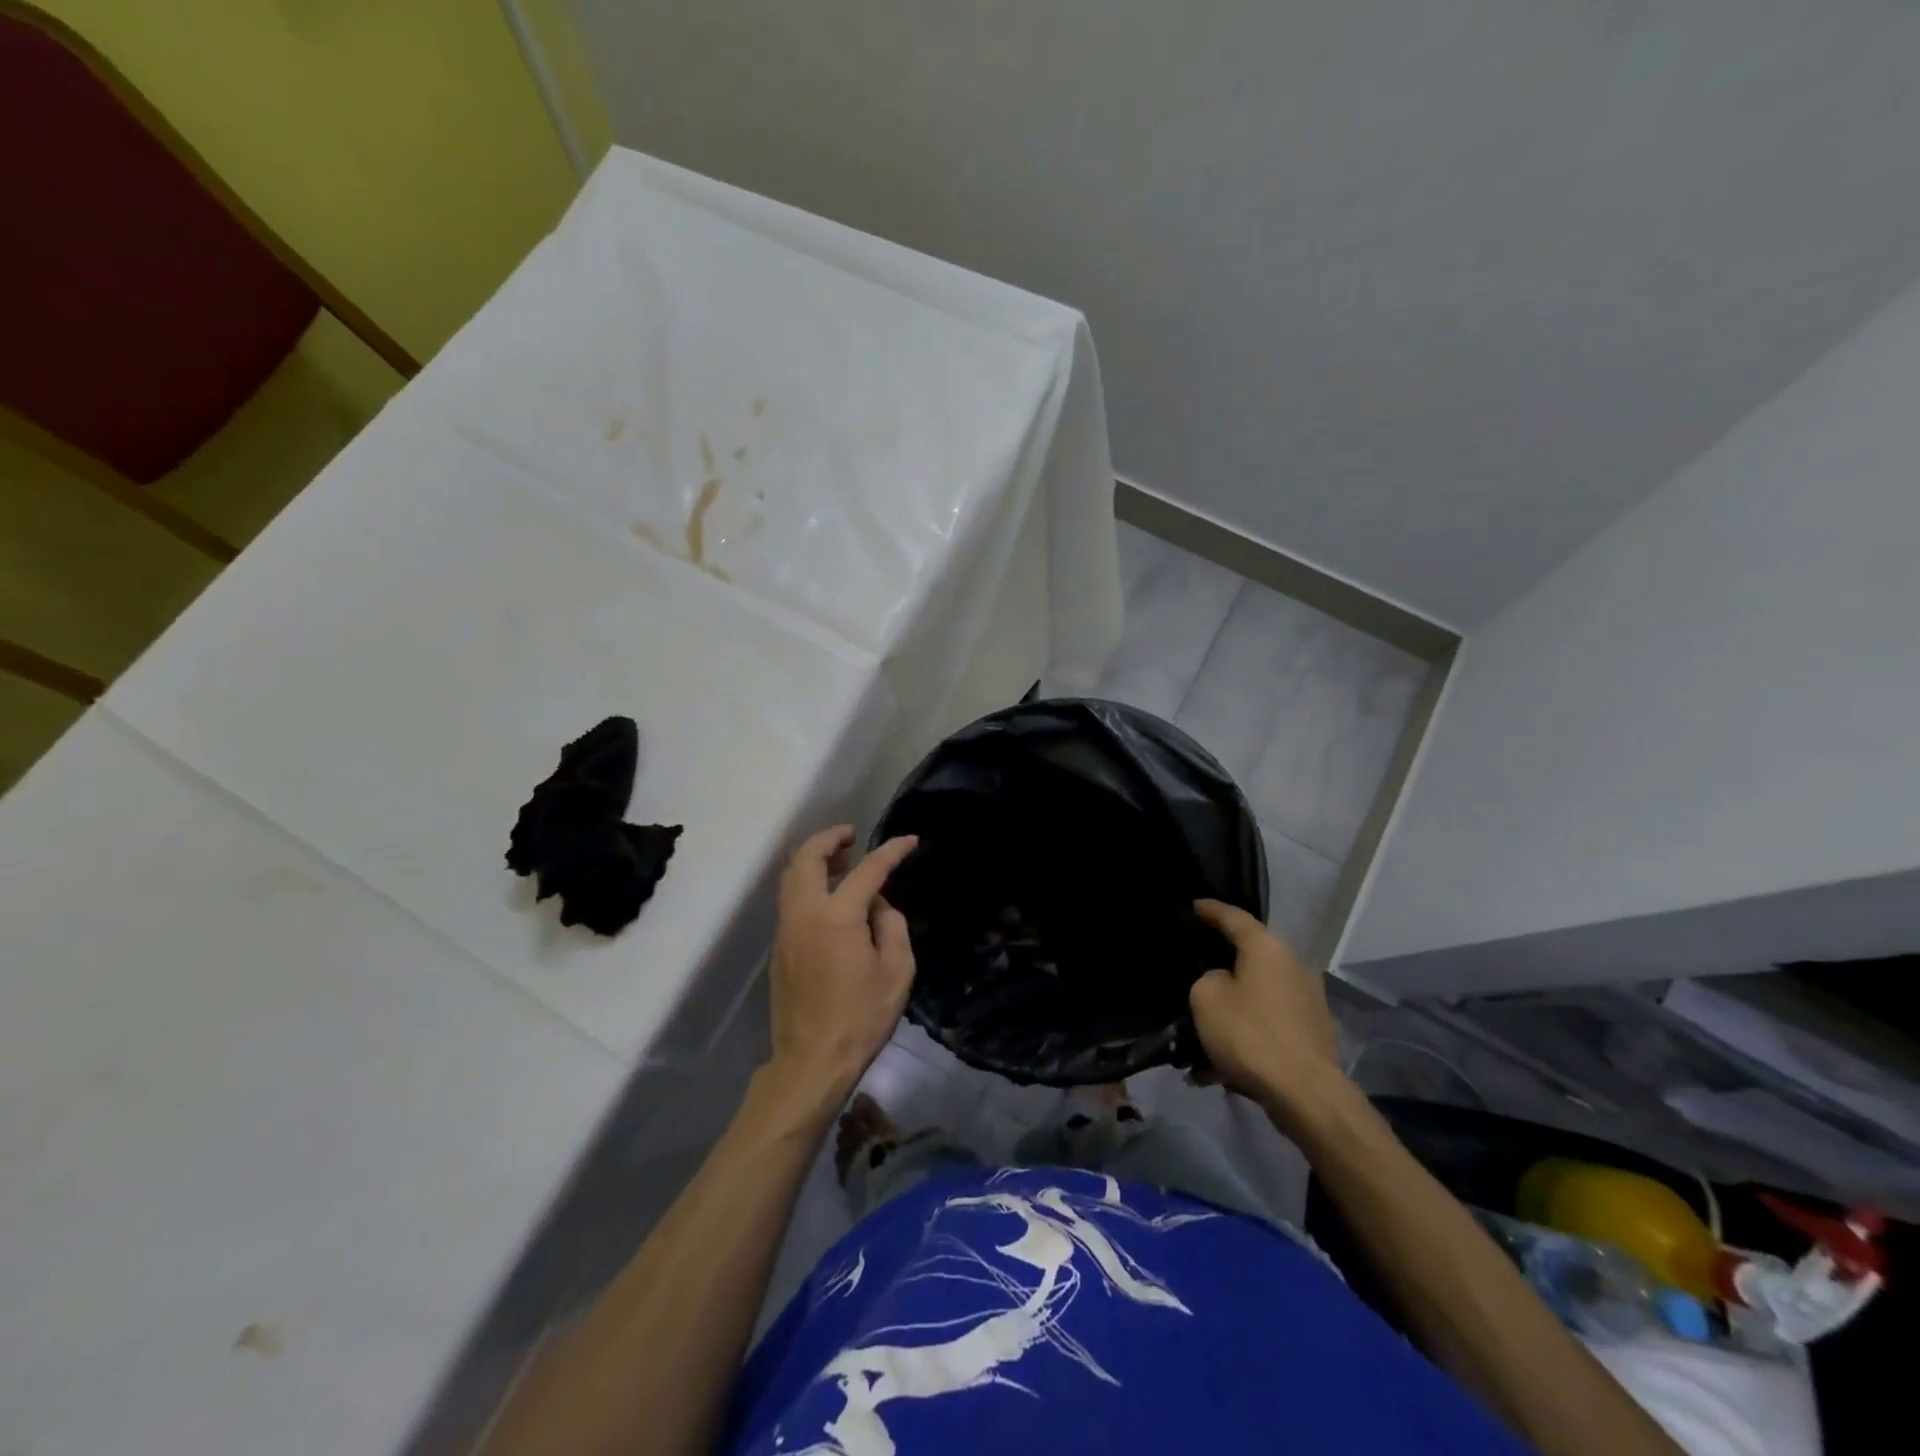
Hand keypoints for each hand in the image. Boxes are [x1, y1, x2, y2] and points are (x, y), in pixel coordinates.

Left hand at [765, 826, 918, 1101]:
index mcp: (837, 917)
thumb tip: (878, 906)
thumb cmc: (861, 1018)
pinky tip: (831, 898)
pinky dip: (807, 882)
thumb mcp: (897, 971)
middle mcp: (805, 913)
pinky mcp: (780, 947)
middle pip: (807, 857)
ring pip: (791, 876)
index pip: (867, 870)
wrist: (811, 1062)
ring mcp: (786, 929)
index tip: (910, 841)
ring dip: (815, 859)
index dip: (891, 851)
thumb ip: (892, 926)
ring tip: (843, 863)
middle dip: (831, 838)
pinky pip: (790, 898)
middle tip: (853, 836)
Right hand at [1189, 899, 1352, 1134]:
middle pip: (1248, 960)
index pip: (1234, 917)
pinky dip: (1244, 1040)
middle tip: (1194, 975)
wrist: (1305, 1094)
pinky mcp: (1311, 1034)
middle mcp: (1293, 966)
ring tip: (1199, 1040)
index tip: (1194, 906)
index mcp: (1267, 948)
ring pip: (1255, 999)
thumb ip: (1208, 979)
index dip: (1210, 910)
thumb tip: (1223, 983)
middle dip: (1219, 971)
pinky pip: (1267, 1027)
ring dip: (1229, 1015)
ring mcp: (1307, 1001)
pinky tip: (1218, 1070)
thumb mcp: (1206, 998)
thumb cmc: (1250, 1034)